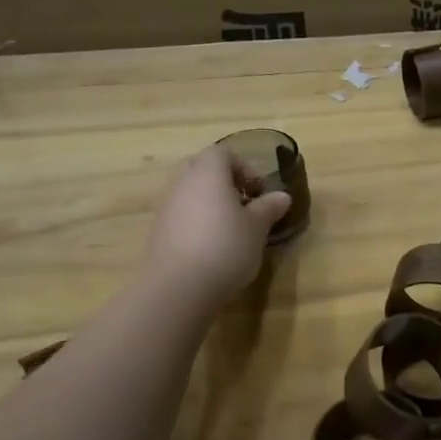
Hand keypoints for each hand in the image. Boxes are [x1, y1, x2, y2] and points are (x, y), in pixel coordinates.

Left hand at [142, 144, 292, 306]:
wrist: (179, 287)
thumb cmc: (225, 246)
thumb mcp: (257, 228)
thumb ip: (269, 208)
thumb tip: (282, 196)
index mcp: (208, 172)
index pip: (223, 153)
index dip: (244, 168)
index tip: (258, 192)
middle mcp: (183, 182)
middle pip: (202, 167)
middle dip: (224, 181)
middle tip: (243, 203)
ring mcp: (166, 206)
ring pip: (190, 191)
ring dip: (209, 202)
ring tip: (230, 227)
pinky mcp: (158, 231)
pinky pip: (181, 213)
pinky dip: (196, 220)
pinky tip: (212, 245)